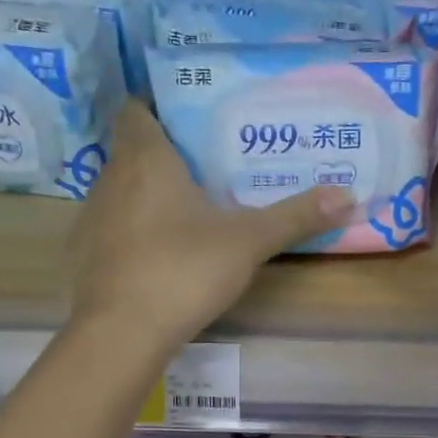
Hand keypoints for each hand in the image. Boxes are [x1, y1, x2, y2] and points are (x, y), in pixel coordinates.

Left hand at [67, 102, 352, 352]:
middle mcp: (110, 178)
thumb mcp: (248, 242)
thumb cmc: (184, 270)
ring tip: (192, 204)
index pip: (138, 108)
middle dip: (167, 151)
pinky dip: (136, 227)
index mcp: (145, 158)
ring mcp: (93, 218)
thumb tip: (349, 195)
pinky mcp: (88, 255)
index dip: (160, 104)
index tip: (194, 114)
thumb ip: (295, 217)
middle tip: (210, 161)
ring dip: (150, 191)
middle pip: (133, 149)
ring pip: (123, 189)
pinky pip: (115, 225)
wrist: (122, 333)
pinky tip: (164, 249)